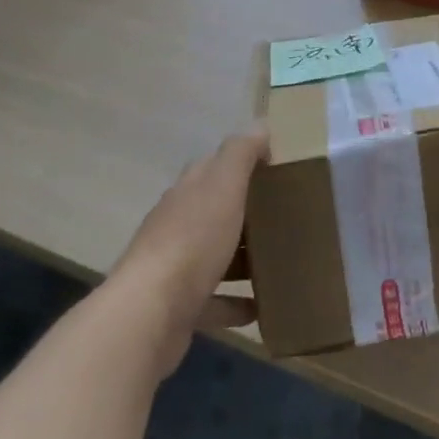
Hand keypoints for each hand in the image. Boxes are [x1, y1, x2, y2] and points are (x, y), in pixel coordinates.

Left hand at [111, 127, 267, 377]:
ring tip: (281, 261)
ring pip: (216, 256)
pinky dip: (236, 302)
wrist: (150, 313)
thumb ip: (241, 153)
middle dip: (248, 213)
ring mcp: (176, 267)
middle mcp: (178, 224)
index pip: (215, 167)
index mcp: (189, 191)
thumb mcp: (223, 185)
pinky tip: (261, 308)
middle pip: (216, 211)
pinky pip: (214, 301)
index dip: (243, 164)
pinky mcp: (179, 307)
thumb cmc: (192, 240)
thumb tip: (261, 125)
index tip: (278, 170)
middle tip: (288, 218)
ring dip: (244, 258)